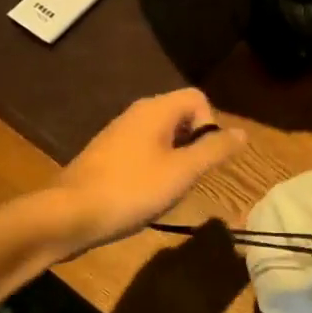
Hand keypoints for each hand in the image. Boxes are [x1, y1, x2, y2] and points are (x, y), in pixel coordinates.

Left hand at [52, 88, 245, 252]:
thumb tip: (243, 133)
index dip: (210, 125)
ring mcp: (119, 132)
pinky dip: (153, 166)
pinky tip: (145, 194)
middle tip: (189, 177)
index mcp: (156, 110)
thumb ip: (214, 150)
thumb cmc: (131, 190)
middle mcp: (137, 113)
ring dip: (175, 158)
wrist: (69, 214)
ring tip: (168, 189)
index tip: (203, 158)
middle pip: (181, 115)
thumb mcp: (182, 172)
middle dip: (194, 144)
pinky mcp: (107, 153)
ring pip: (163, 135)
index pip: (198, 98)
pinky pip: (143, 149)